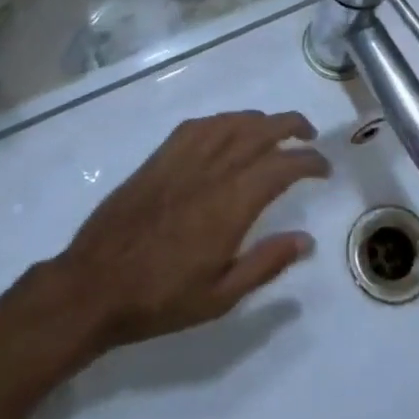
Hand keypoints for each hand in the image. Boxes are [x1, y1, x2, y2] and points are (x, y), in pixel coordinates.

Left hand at [54, 110, 329, 349]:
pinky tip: (228, 130)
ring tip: (274, 129)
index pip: (282, 166)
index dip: (309, 161)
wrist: (95, 284)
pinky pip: (199, 125)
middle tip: (309, 134)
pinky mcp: (160, 156)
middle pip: (260, 130)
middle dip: (291, 125)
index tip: (323, 167)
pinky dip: (222, 121)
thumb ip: (265, 264)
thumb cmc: (160, 298)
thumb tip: (306, 239)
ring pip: (231, 122)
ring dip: (259, 119)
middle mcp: (212, 170)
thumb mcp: (220, 298)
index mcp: (231, 204)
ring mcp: (183, 158)